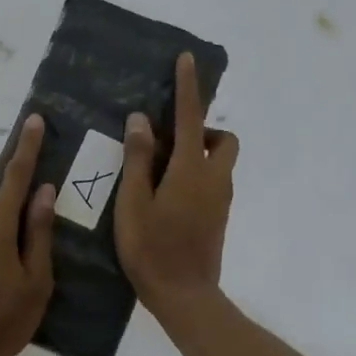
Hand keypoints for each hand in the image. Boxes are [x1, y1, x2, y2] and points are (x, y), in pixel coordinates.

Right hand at [115, 52, 239, 315]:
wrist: (184, 295)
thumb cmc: (151, 248)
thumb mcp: (133, 202)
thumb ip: (139, 158)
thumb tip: (142, 120)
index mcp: (191, 170)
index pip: (192, 118)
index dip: (188, 87)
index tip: (186, 60)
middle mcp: (214, 179)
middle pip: (223, 140)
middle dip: (204, 130)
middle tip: (169, 142)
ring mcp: (221, 200)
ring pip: (221, 162)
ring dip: (201, 153)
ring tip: (162, 170)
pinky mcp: (219, 217)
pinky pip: (214, 182)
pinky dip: (198, 174)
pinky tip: (167, 195)